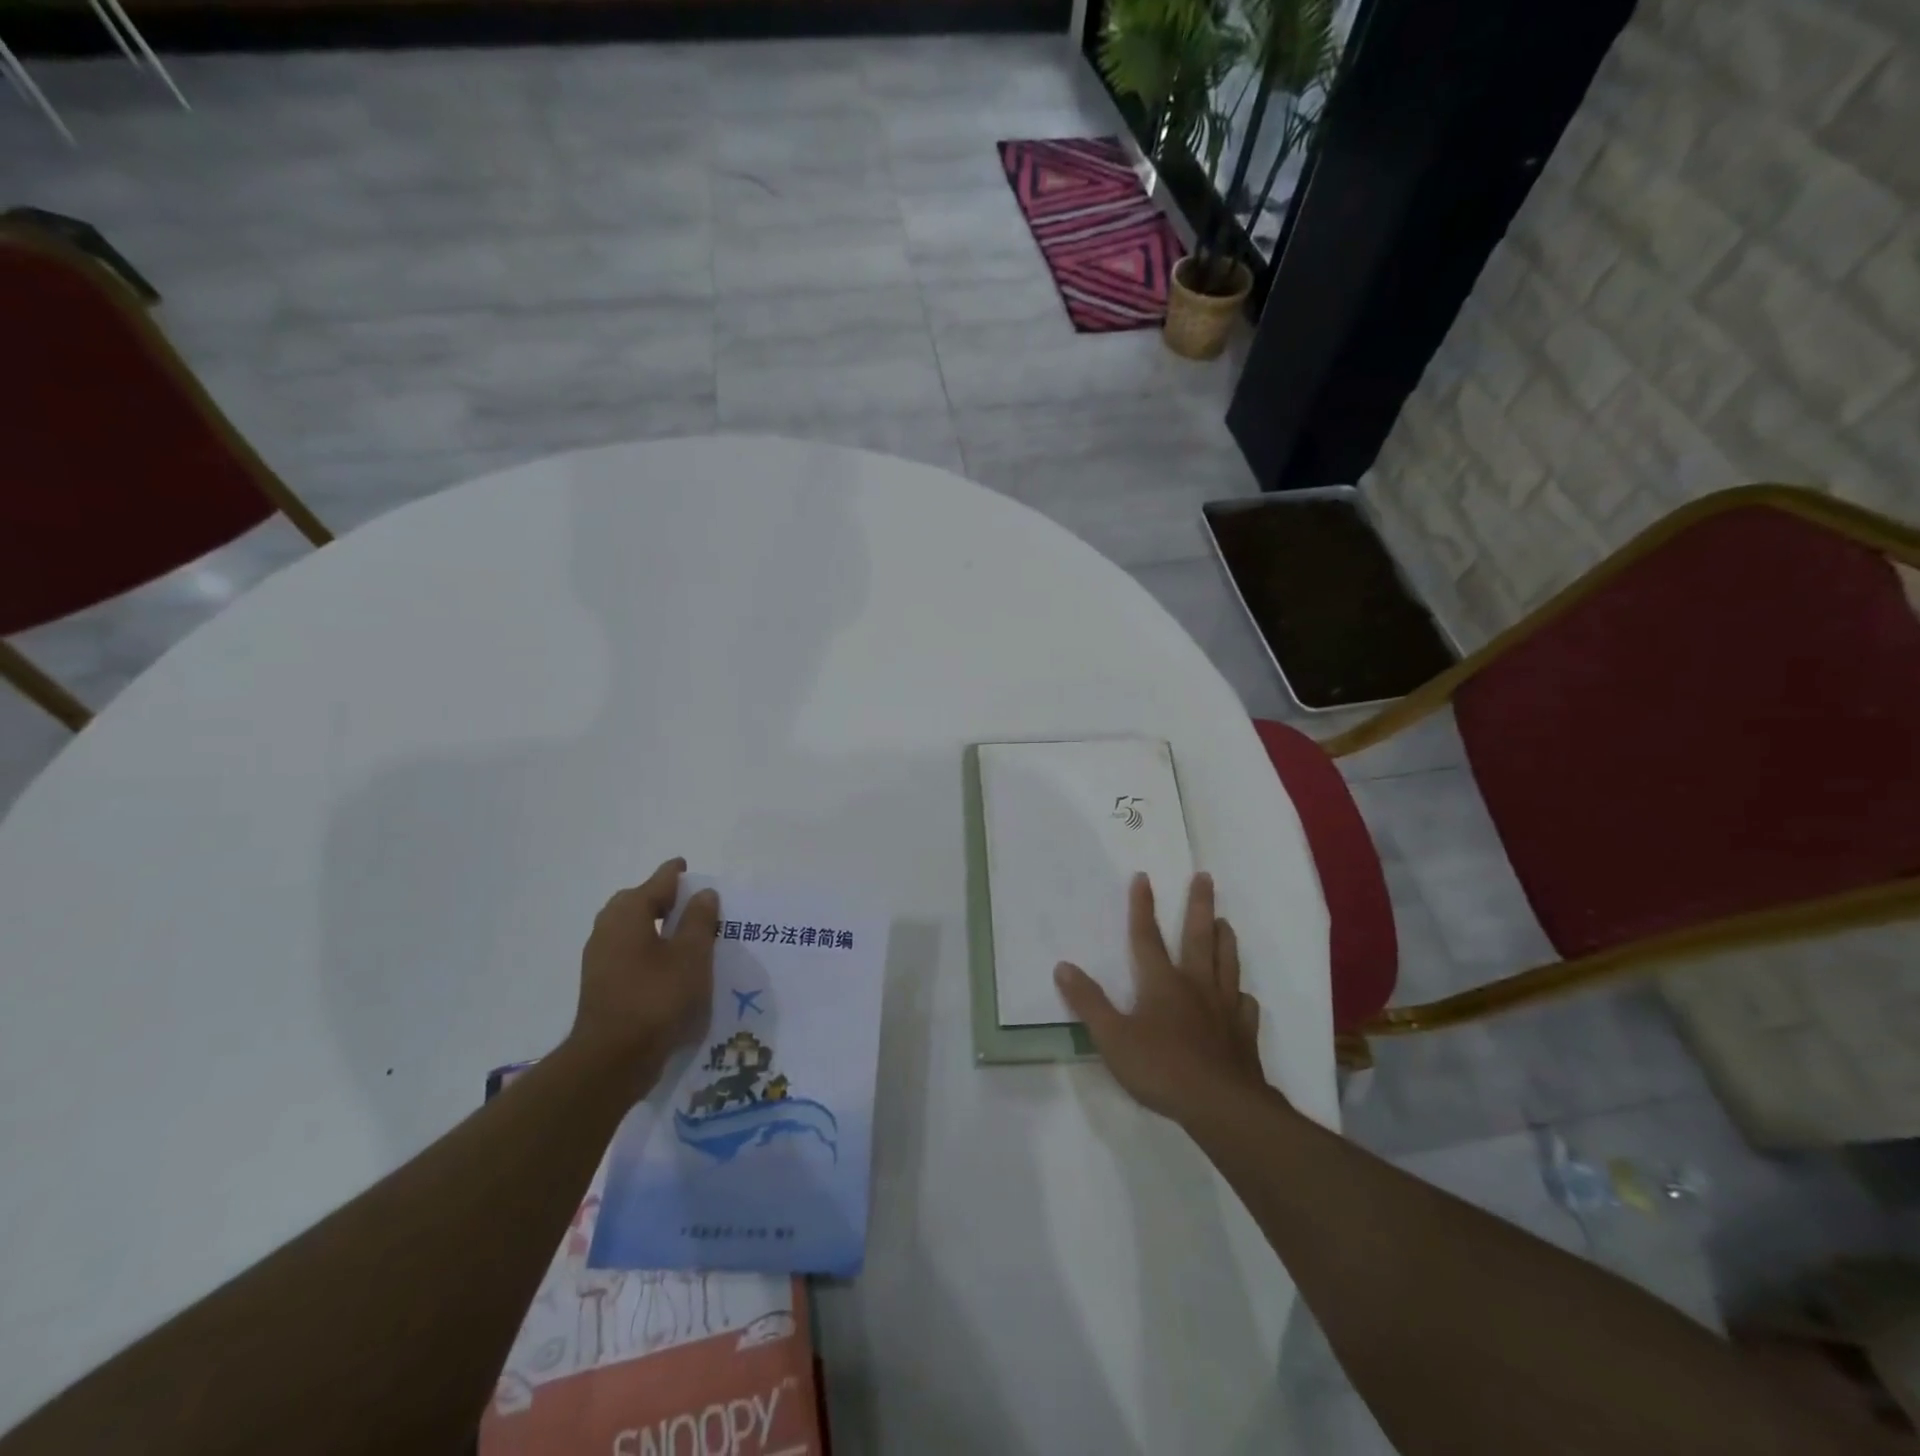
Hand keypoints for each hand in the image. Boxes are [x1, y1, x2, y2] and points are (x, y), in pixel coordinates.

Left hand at [566, 858, 719, 1096]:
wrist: (613, 1059)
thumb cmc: (658, 997)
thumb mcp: (692, 954)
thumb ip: (699, 920)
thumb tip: (703, 893)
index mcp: (628, 912)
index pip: (658, 881)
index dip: (676, 874)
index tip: (688, 867)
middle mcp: (607, 928)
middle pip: (638, 902)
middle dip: (663, 899)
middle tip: (691, 902)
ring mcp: (599, 958)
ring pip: (631, 929)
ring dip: (655, 926)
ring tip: (685, 935)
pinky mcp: (601, 984)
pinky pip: (629, 953)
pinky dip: (649, 949)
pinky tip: (669, 966)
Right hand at [1054, 872, 1268, 1125]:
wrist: (1222, 1106)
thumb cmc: (1161, 1069)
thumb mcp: (1112, 1038)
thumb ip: (1088, 1002)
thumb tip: (1063, 966)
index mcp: (1162, 982)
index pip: (1147, 936)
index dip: (1142, 906)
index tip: (1144, 877)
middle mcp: (1196, 985)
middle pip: (1199, 937)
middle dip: (1199, 905)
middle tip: (1205, 877)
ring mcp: (1224, 1008)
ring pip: (1227, 963)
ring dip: (1225, 939)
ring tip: (1226, 921)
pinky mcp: (1243, 1034)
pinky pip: (1245, 1006)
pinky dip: (1243, 996)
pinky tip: (1243, 997)